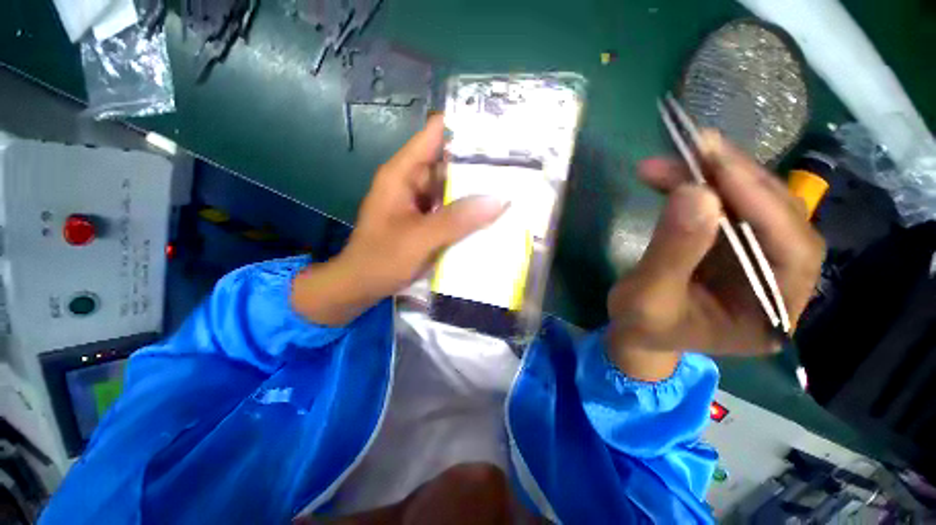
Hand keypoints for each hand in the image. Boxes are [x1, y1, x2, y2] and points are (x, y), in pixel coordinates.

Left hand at [291, 115, 506, 325]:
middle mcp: (412, 182)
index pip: (435, 135)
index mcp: (403, 174)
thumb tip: (499, 199)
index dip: (464, 127)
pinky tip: (490, 213)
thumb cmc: (382, 259)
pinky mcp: (426, 220)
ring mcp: (420, 202)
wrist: (361, 285)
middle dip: (478, 162)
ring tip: (512, 185)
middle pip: (448, 161)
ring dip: (476, 189)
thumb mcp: (420, 238)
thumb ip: (458, 219)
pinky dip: (468, 210)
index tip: (497, 129)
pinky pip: (450, 208)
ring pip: (452, 187)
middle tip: (516, 163)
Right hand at [606, 131, 824, 380]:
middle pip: (778, 217)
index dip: (762, 205)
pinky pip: (727, 206)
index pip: (792, 250)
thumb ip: (673, 252)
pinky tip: (673, 174)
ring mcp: (757, 258)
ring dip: (716, 176)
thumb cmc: (642, 326)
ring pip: (754, 204)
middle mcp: (778, 280)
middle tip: (697, 148)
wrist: (635, 331)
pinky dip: (701, 185)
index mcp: (772, 312)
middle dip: (738, 179)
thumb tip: (694, 191)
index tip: (719, 167)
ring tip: (675, 156)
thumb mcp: (649, 297)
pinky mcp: (733, 244)